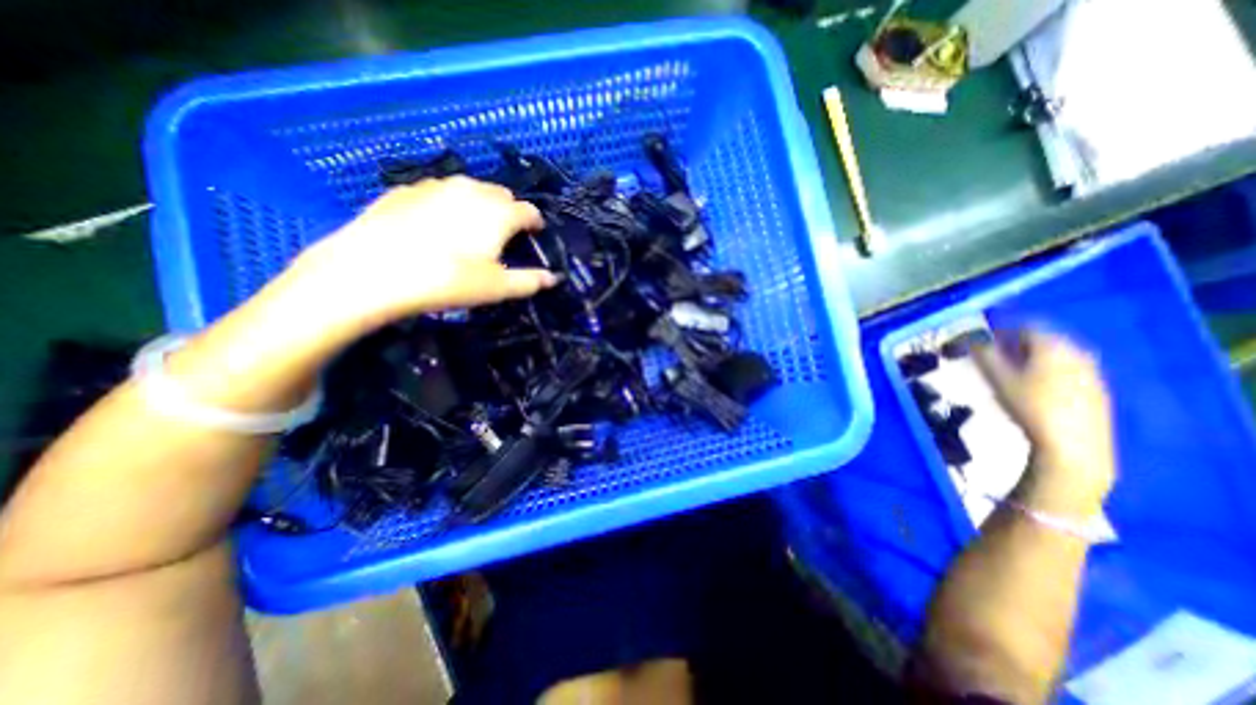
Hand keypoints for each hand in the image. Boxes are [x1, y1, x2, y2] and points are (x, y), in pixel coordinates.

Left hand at [291, 175, 555, 333]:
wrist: (373, 270)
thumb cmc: (448, 280)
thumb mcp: (497, 288)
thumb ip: (531, 281)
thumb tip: (555, 278)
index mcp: (499, 212)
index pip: (529, 211)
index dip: (536, 223)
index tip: (536, 234)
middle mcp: (472, 189)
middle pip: (501, 194)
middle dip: (509, 210)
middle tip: (504, 233)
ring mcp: (436, 184)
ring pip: (470, 189)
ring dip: (479, 204)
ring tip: (472, 227)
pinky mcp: (407, 189)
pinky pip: (439, 191)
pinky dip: (448, 203)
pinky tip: (437, 224)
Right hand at [975, 329, 1112, 514]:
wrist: (1073, 447)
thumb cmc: (1029, 407)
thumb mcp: (998, 379)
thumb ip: (984, 355)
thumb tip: (973, 338)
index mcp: (1054, 347)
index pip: (1027, 327)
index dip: (1003, 331)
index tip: (983, 341)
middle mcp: (1079, 354)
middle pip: (1045, 340)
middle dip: (1018, 345)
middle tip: (995, 357)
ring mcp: (1092, 374)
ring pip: (1058, 356)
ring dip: (1034, 359)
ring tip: (1012, 374)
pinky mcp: (1098, 393)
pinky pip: (1070, 372)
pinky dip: (1050, 373)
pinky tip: (1036, 390)